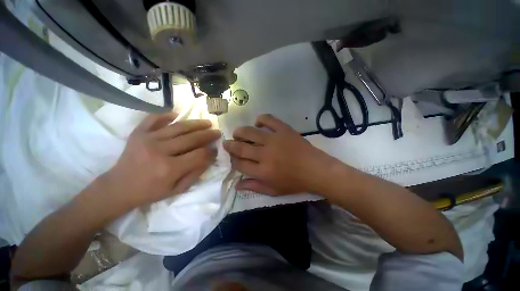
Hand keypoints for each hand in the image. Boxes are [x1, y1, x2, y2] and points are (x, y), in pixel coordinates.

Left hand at [103, 113, 220, 209]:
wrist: (118, 187)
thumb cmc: (150, 191)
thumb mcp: (177, 189)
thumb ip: (196, 173)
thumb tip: (210, 158)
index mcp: (169, 168)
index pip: (199, 155)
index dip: (210, 152)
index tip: (215, 150)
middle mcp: (159, 151)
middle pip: (191, 138)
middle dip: (208, 135)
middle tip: (217, 132)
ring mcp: (147, 139)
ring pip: (178, 127)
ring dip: (196, 123)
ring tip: (207, 123)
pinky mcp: (138, 133)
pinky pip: (154, 119)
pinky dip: (167, 115)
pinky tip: (178, 115)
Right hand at [223, 114, 339, 195]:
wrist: (316, 170)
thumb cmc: (295, 182)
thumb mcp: (274, 191)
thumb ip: (254, 187)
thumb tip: (237, 185)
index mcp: (263, 171)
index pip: (239, 164)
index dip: (233, 161)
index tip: (232, 158)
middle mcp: (265, 154)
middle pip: (241, 147)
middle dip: (230, 145)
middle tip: (227, 142)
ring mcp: (274, 140)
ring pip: (250, 132)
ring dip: (240, 131)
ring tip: (237, 132)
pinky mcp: (284, 130)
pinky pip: (269, 120)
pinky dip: (261, 119)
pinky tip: (258, 123)